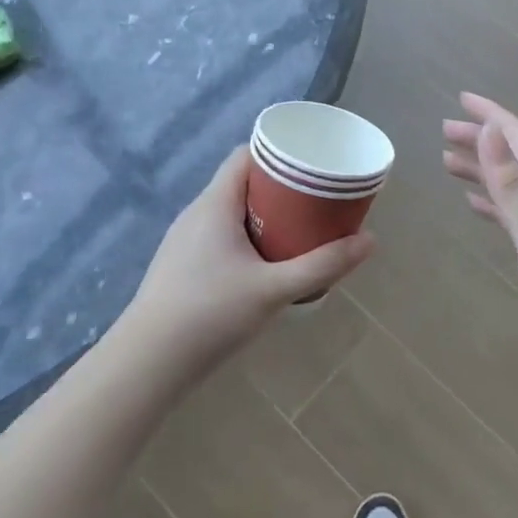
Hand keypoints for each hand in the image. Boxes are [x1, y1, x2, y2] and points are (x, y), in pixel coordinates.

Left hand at [122, 146, 374, 380]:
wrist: (147, 365)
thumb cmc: (210, 315)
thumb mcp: (275, 290)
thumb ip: (323, 265)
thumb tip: (371, 241)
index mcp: (214, 204)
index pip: (246, 156)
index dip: (279, 153)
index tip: (312, 163)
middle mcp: (196, 214)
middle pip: (242, 183)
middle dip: (280, 187)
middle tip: (317, 199)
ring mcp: (185, 241)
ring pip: (231, 211)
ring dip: (264, 214)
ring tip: (299, 227)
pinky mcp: (182, 266)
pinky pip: (221, 234)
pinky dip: (248, 235)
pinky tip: (266, 262)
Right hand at [442, 93, 517, 371]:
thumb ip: (514, 187)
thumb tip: (492, 131)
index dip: (493, 117)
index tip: (462, 98)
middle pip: (517, 161)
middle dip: (483, 142)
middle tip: (444, 131)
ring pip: (515, 188)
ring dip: (485, 172)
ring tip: (449, 163)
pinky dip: (496, 206)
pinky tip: (478, 207)